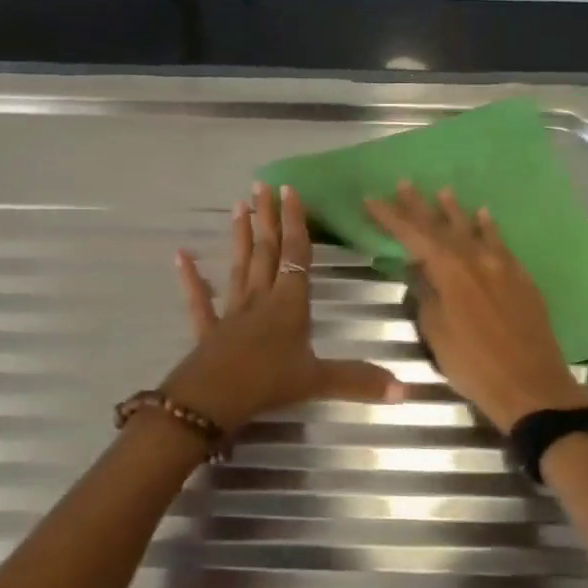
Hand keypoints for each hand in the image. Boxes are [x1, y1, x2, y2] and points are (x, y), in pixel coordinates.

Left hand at [159, 183, 401, 432]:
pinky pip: (199, 300)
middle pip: (266, 251)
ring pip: (239, 266)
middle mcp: (261, 298)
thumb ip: (358, 380)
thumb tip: (406, 390)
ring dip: (240, 236)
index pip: (296, 255)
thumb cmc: (268, 383)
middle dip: (267, 218)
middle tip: (261, 186)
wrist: (212, 401)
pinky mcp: (209, 330)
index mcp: (289, 303)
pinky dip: (191, 278)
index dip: (296, 222)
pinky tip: (181, 256)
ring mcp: (232, 312)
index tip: (289, 191)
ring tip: (238, 206)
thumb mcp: (318, 381)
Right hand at [364, 182, 587, 430]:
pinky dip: (489, 228)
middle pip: (442, 227)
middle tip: (404, 184)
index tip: (371, 199)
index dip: (390, 217)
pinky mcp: (521, 278)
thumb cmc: (473, 364)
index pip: (412, 235)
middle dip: (419, 206)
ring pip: (473, 230)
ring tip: (443, 192)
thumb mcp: (436, 331)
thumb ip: (426, 294)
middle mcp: (475, 259)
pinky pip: (500, 243)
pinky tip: (484, 216)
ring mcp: (502, 266)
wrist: (531, 386)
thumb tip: (421, 271)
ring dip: (455, 211)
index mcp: (449, 271)